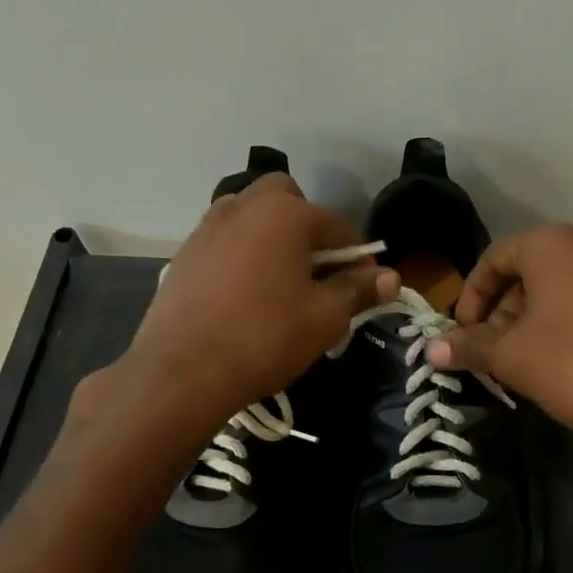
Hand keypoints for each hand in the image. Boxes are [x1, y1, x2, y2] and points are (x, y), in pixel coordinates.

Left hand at [121, 175, 397, 425]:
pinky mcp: (184, 254)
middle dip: (307, 227)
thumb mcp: (325, 318)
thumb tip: (390, 277)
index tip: (364, 287)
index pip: (337, 226)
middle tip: (315, 271)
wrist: (181, 372)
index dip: (358, 256)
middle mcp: (243, 206)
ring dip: (272, 237)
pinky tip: (244, 295)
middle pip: (286, 199)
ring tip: (280, 282)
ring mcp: (207, 228)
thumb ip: (358, 290)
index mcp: (284, 213)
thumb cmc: (265, 338)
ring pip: (250, 216)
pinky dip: (242, 254)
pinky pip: (225, 241)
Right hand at [428, 224, 572, 456]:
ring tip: (530, 359)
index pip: (495, 258)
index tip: (464, 333)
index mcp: (555, 245)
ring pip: (567, 288)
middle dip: (505, 310)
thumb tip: (432, 349)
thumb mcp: (511, 357)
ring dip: (539, 318)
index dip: (471, 296)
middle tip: (494, 350)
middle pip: (532, 272)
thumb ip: (469, 346)